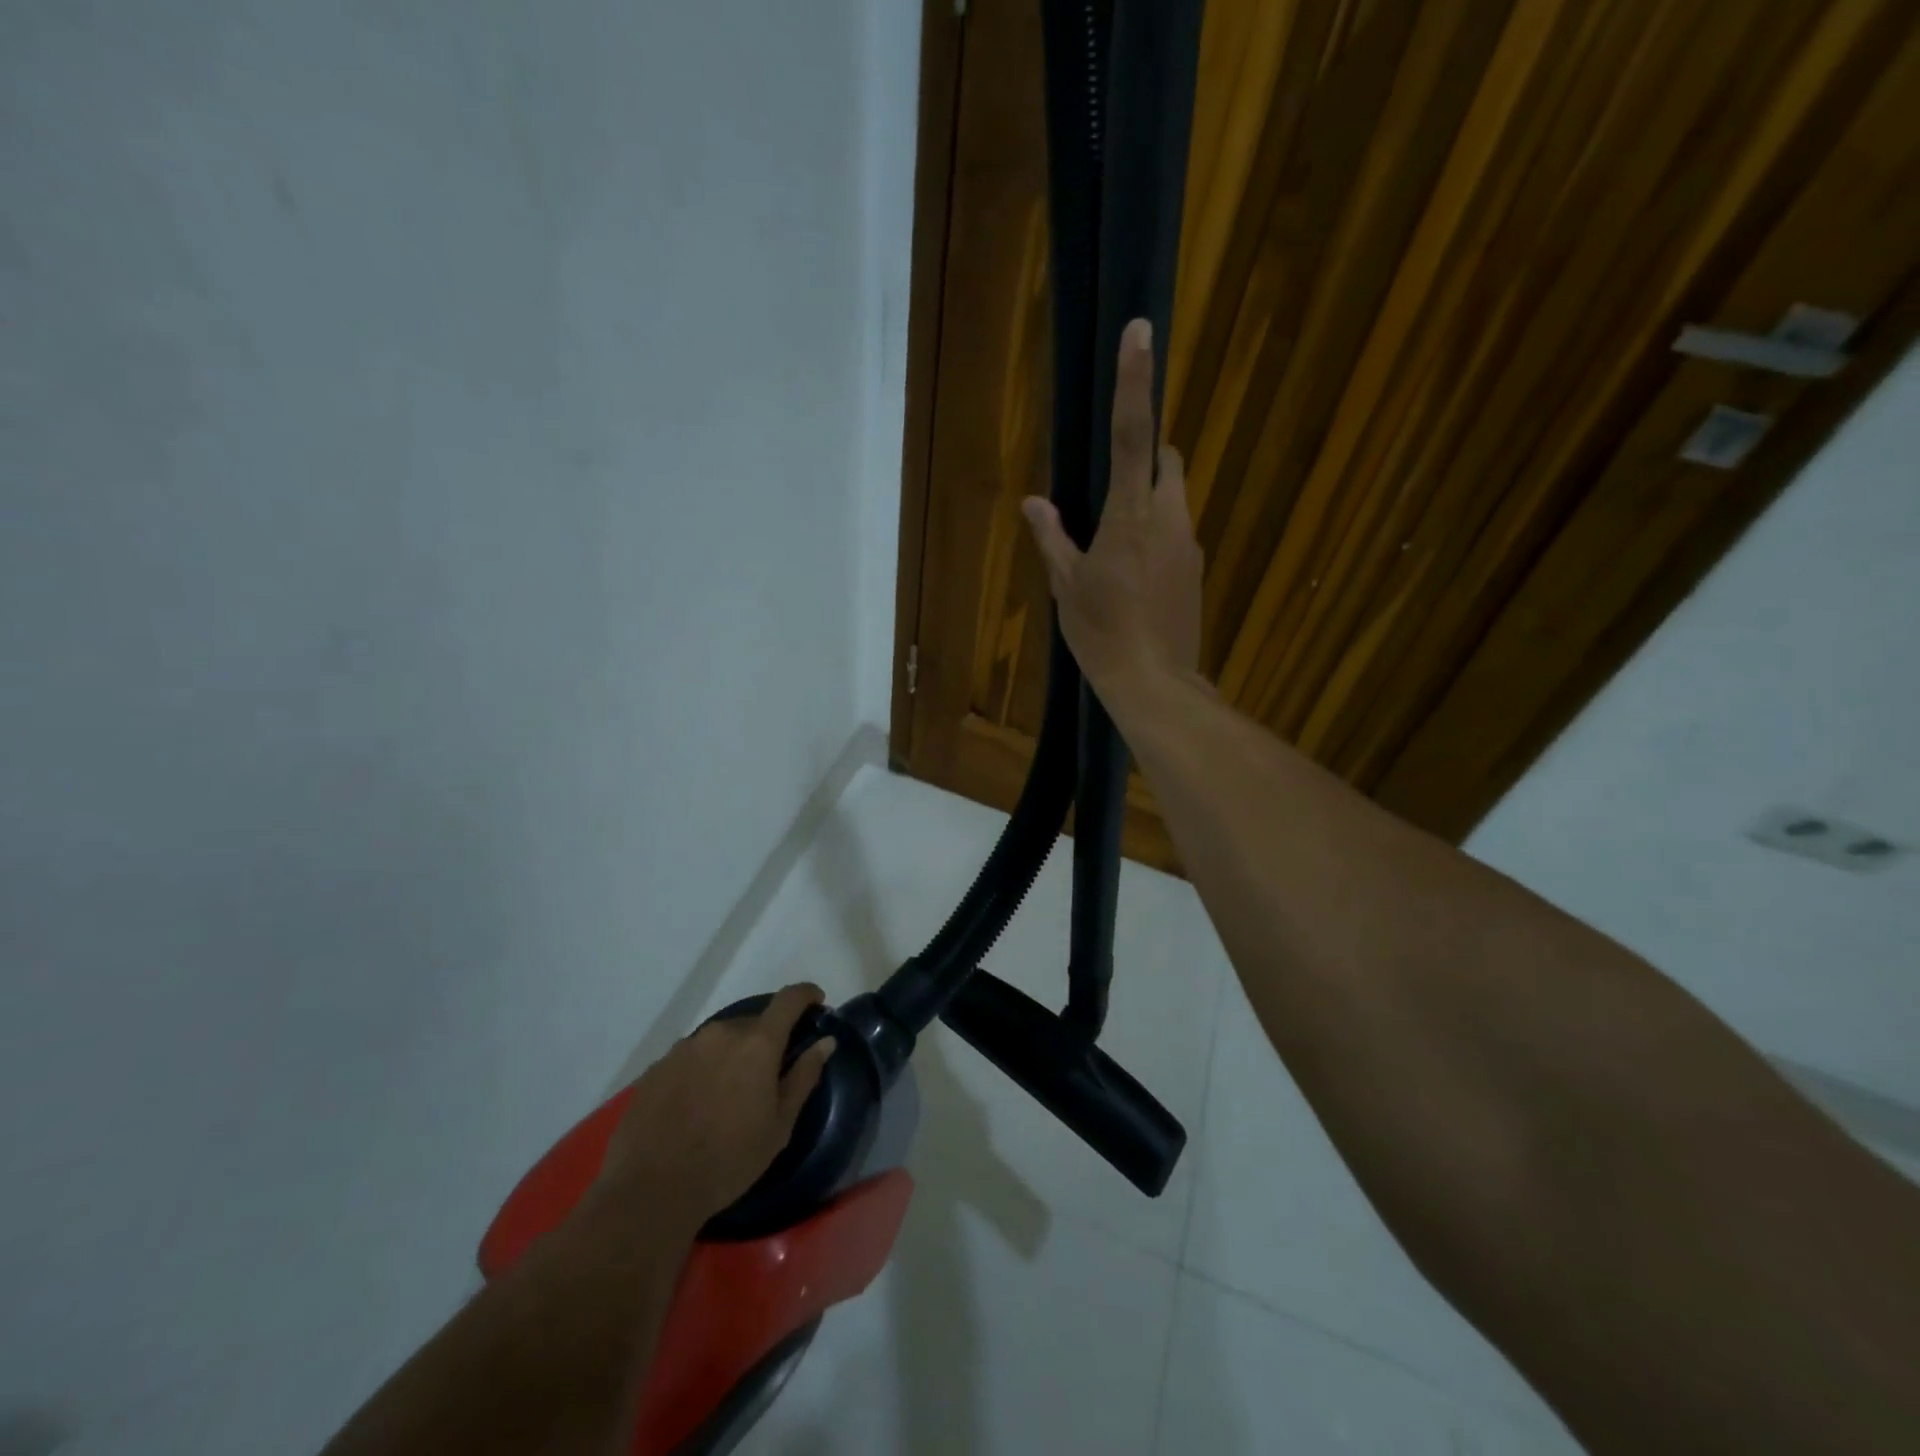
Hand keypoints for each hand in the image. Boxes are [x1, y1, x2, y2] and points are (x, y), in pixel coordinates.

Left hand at [595, 983, 836, 1231]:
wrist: (650, 1191)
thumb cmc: (728, 1161)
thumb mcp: (779, 1126)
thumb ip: (803, 1076)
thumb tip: (826, 1041)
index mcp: (757, 1043)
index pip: (788, 999)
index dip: (806, 994)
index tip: (816, 1001)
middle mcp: (720, 1033)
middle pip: (752, 1023)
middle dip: (765, 1041)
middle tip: (767, 1076)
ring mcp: (684, 1048)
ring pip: (719, 1040)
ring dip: (730, 1056)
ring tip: (727, 1096)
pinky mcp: (656, 1068)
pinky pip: (690, 1058)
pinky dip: (701, 1071)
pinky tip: (695, 1106)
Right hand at [1022, 317, 1203, 697]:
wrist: (1154, 682)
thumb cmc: (1101, 633)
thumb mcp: (1066, 586)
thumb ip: (1052, 537)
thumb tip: (1034, 501)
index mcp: (1130, 516)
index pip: (1133, 436)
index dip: (1135, 381)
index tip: (1141, 330)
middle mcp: (1170, 519)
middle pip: (1165, 462)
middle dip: (1145, 458)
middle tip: (1111, 490)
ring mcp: (1190, 544)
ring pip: (1175, 499)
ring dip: (1151, 501)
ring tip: (1117, 545)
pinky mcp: (1197, 569)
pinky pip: (1178, 534)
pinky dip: (1159, 536)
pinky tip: (1137, 576)